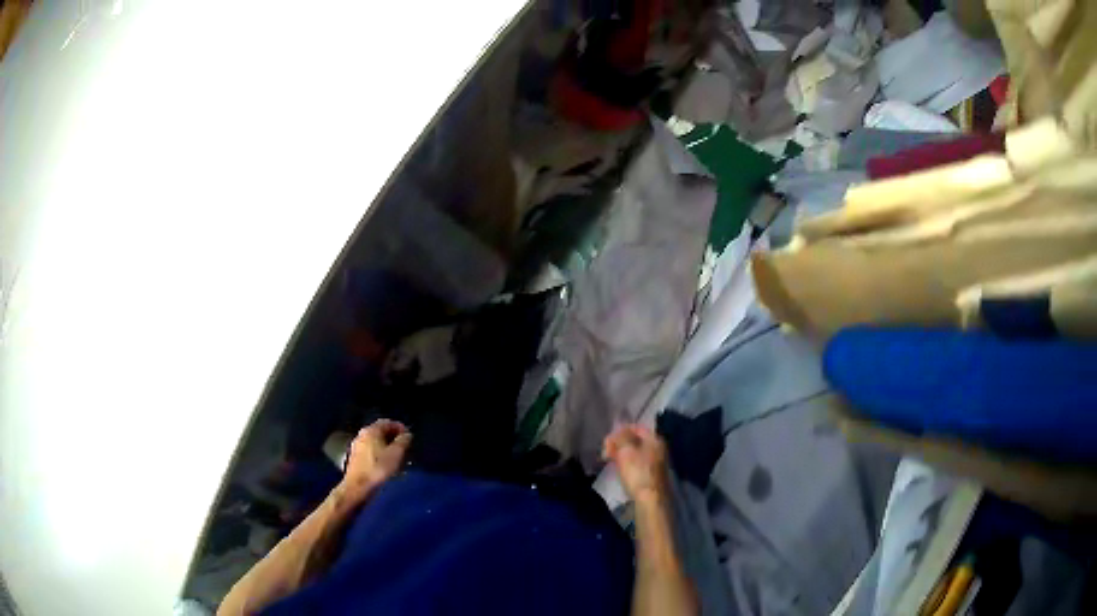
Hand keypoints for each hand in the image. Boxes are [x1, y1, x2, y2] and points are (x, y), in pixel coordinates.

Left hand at [341, 420, 412, 499]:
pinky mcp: (355, 458)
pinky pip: (370, 450)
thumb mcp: (396, 454)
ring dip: (387, 446)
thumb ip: (403, 441)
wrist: (358, 487)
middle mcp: (362, 435)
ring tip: (397, 457)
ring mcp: (357, 446)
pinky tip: (385, 464)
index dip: (400, 427)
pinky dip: (379, 453)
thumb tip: (407, 435)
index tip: (409, 437)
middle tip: (405, 447)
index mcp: (371, 430)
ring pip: (375, 442)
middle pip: (380, 431)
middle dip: (393, 438)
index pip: (388, 422)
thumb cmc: (378, 469)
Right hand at [603, 424, 669, 504]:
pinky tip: (619, 468)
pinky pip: (637, 463)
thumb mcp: (626, 450)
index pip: (636, 427)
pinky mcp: (651, 475)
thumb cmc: (638, 472)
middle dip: (619, 443)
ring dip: (621, 453)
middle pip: (636, 440)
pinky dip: (626, 463)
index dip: (620, 430)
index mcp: (655, 439)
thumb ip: (621, 436)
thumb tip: (618, 428)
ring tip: (608, 459)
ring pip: (635, 452)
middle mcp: (658, 448)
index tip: (607, 439)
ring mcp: (656, 462)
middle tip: (605, 450)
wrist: (650, 499)